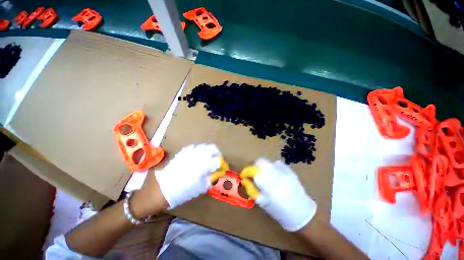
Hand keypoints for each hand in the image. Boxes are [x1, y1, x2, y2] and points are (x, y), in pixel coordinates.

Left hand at [154, 144, 221, 208]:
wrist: (160, 190)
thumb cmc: (182, 192)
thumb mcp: (200, 188)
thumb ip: (211, 178)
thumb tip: (218, 172)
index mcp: (203, 165)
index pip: (218, 160)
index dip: (222, 164)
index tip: (223, 168)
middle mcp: (198, 155)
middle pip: (213, 148)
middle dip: (218, 154)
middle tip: (217, 161)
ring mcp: (190, 151)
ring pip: (205, 146)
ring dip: (210, 151)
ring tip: (208, 158)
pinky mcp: (183, 151)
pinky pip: (195, 147)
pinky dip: (200, 151)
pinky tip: (198, 157)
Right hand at [251, 158, 316, 231]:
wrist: (302, 213)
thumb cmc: (280, 212)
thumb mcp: (262, 203)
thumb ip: (253, 189)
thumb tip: (246, 180)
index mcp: (268, 185)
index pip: (253, 171)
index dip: (246, 172)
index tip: (245, 175)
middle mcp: (275, 174)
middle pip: (260, 161)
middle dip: (255, 166)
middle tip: (255, 174)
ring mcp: (284, 171)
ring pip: (268, 162)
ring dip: (263, 167)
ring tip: (266, 175)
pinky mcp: (290, 170)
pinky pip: (277, 164)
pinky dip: (273, 168)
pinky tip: (275, 176)